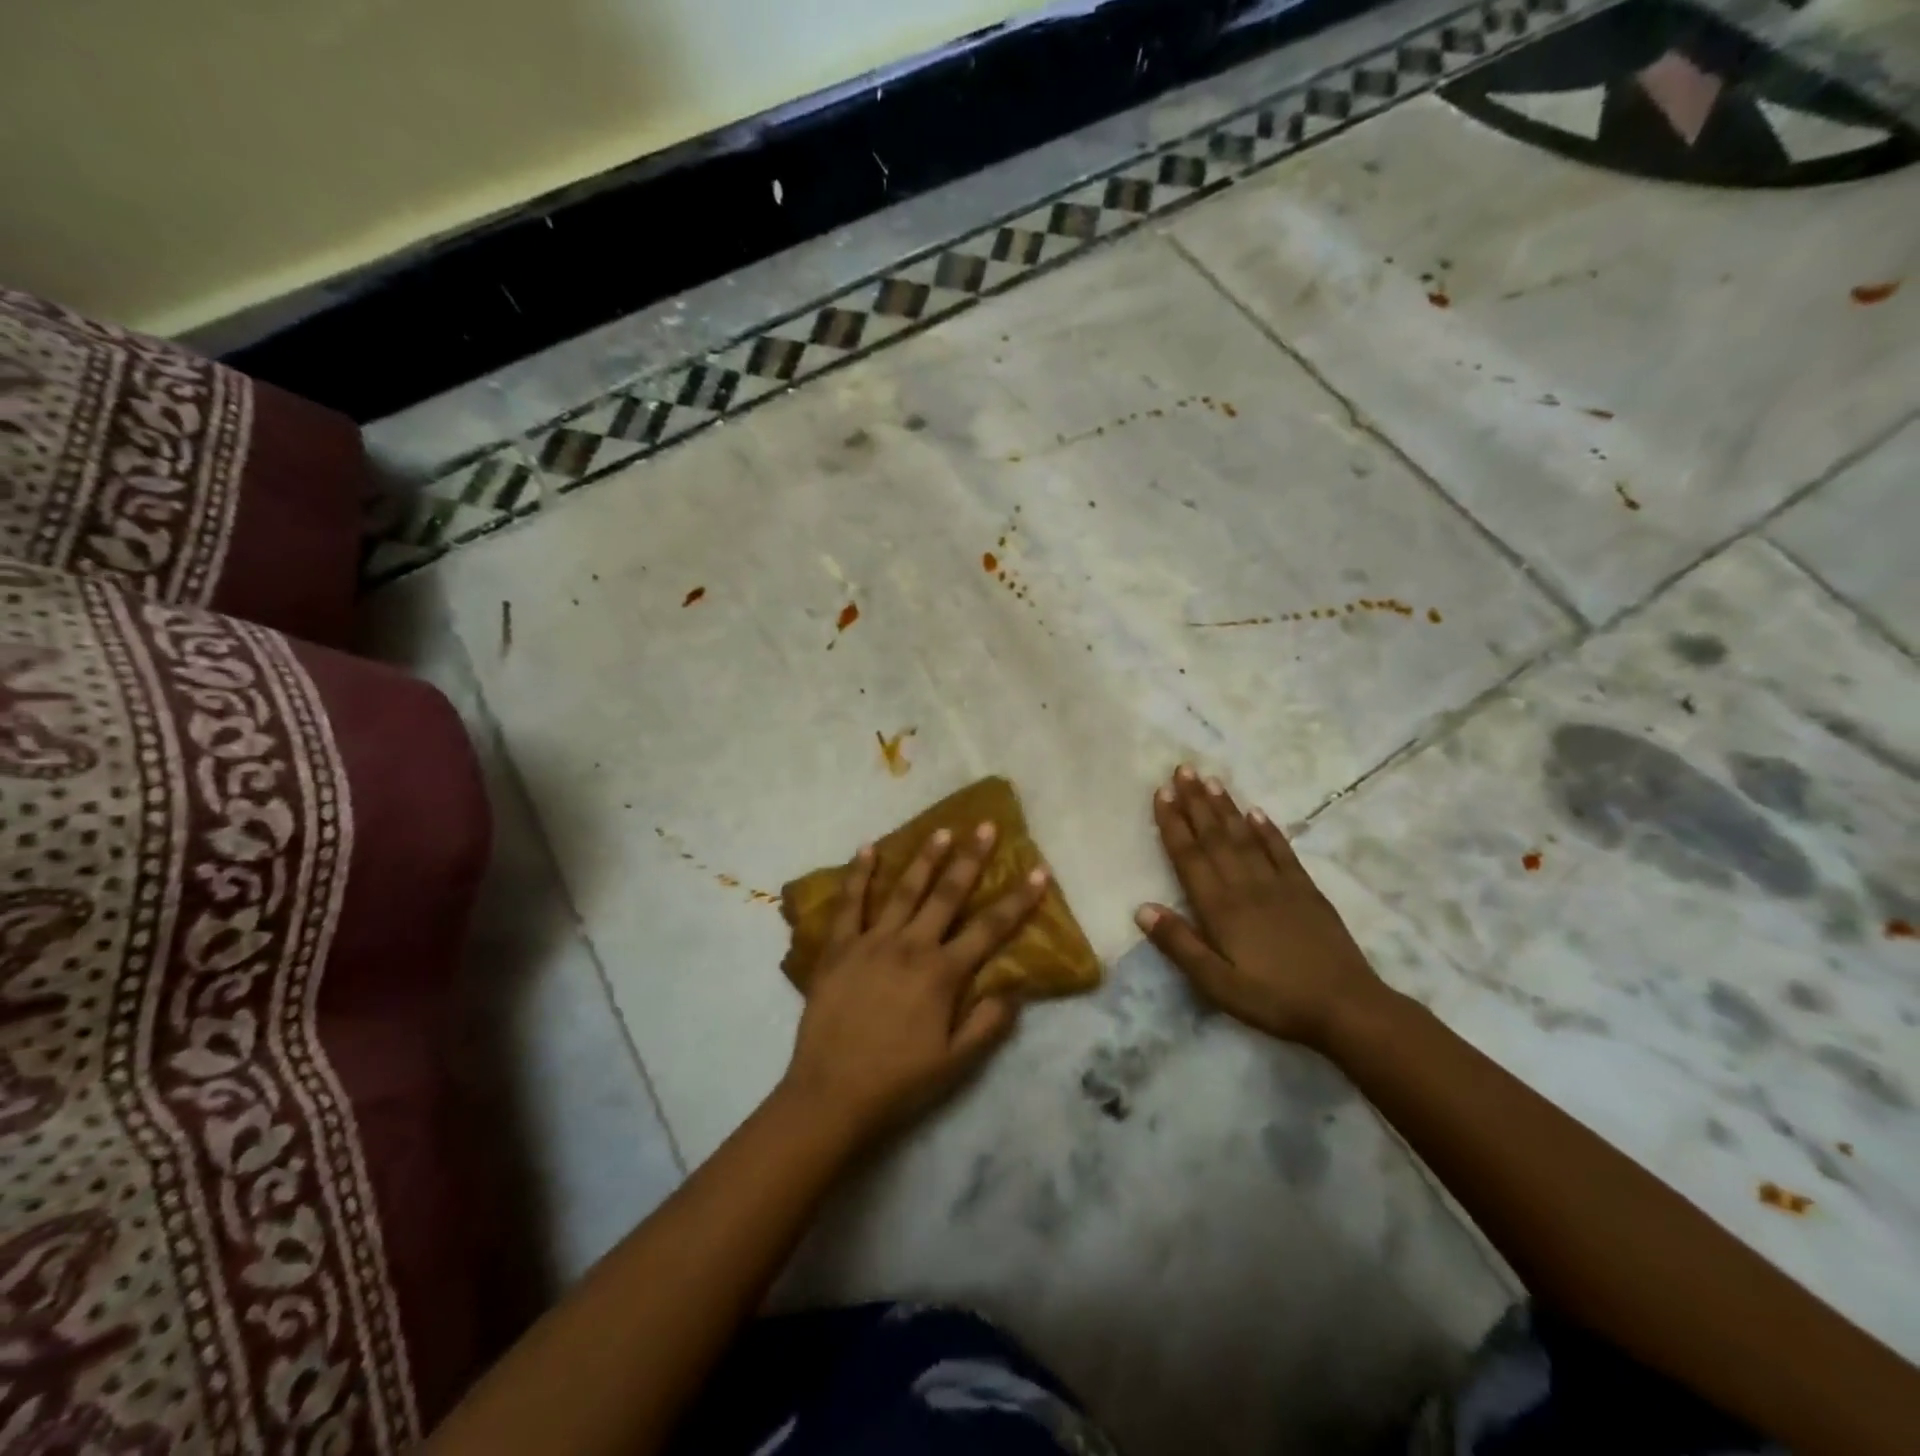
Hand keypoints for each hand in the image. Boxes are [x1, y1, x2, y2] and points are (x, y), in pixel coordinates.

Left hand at [782, 824, 1047, 1141]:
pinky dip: (858, 874)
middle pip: (947, 895)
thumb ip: (988, 1023)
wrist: (832, 1095)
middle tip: (986, 827)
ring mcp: (872, 942)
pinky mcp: (838, 948)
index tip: (1038, 870)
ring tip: (941, 830)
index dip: (1018, 899)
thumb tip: (1014, 988)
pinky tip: (868, 848)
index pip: (990, 928)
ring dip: (925, 859)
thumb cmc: (898, 1082)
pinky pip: (849, 904)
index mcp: (942, 973)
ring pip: (904, 890)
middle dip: (971, 859)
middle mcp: (911, 946)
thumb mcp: (956, 1063)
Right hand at [1136, 766, 1388, 1050]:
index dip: (1174, 824)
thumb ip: (1180, 944)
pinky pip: (1282, 852)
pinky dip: (1267, 830)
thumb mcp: (1217, 983)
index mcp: (1220, 908)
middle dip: (1196, 803)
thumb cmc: (1273, 999)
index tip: (1162, 792)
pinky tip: (1256, 812)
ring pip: (1245, 837)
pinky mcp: (1306, 891)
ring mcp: (1279, 885)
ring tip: (1211, 780)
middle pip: (1215, 838)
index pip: (1190, 857)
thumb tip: (1142, 908)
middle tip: (1183, 769)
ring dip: (1226, 808)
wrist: (1346, 1007)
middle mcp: (1246, 886)